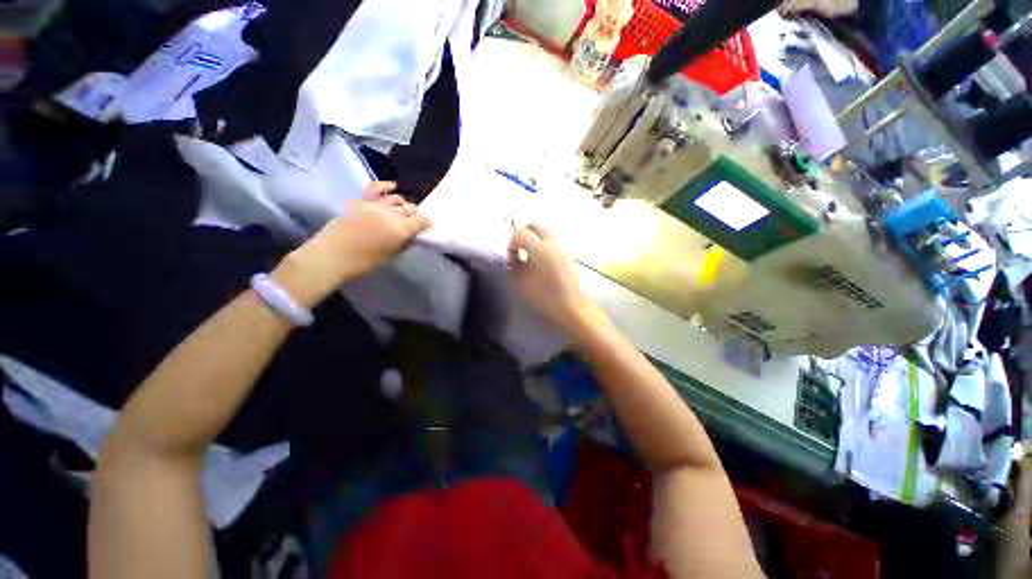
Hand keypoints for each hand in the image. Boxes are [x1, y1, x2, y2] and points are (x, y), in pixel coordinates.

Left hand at [274, 182, 430, 305]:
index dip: (427, 223)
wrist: (333, 255)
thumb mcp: (391, 256)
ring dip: (403, 203)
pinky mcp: (361, 201)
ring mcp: (375, 205)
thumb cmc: (364, 262)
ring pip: (396, 198)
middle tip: (414, 221)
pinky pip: (376, 189)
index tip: (428, 226)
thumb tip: (411, 236)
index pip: (421, 221)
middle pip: (409, 209)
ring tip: (403, 209)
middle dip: (415, 214)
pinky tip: (392, 186)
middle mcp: (391, 214)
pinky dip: (386, 186)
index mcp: (400, 229)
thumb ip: (403, 244)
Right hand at [508, 223, 603, 334]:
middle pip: (534, 226)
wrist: (573, 307)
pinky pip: (553, 243)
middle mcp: (552, 242)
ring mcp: (563, 247)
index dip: (511, 244)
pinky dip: (544, 247)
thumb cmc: (544, 297)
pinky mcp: (569, 254)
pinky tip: (543, 264)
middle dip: (523, 236)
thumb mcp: (520, 284)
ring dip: (534, 241)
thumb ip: (513, 266)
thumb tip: (513, 258)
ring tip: (531, 259)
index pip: (519, 232)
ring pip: (544, 233)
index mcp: (539, 247)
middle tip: (519, 252)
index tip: (512, 259)